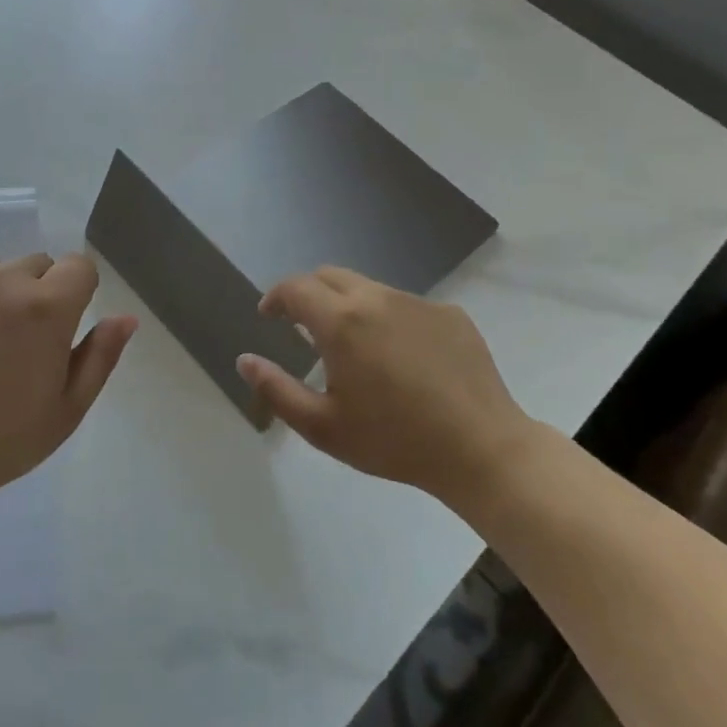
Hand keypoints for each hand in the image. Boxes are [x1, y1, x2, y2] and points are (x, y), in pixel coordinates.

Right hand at [236, 267, 532, 503]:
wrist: (482, 450)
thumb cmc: (394, 442)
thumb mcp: (323, 426)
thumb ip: (276, 389)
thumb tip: (244, 360)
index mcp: (342, 322)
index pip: (295, 287)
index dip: (275, 297)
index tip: (269, 315)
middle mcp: (377, 298)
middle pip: (330, 276)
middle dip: (308, 294)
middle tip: (303, 327)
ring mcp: (418, 303)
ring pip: (369, 289)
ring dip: (349, 306)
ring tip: (355, 348)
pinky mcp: (450, 314)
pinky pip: (406, 305)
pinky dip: (388, 320)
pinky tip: (402, 359)